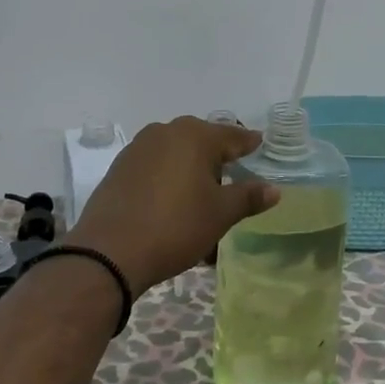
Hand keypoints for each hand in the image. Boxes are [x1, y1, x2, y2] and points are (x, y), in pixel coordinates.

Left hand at [66, 117, 277, 294]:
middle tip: (233, 170)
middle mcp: (166, 132)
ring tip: (202, 190)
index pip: (231, 136)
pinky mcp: (120, 167)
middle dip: (218, 154)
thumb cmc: (175, 226)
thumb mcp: (220, 214)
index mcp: (195, 136)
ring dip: (191, 166)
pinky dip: (168, 176)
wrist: (110, 251)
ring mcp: (139, 148)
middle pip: (201, 139)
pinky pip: (154, 165)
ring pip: (176, 151)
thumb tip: (274, 189)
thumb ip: (248, 196)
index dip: (248, 143)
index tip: (259, 144)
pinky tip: (172, 198)